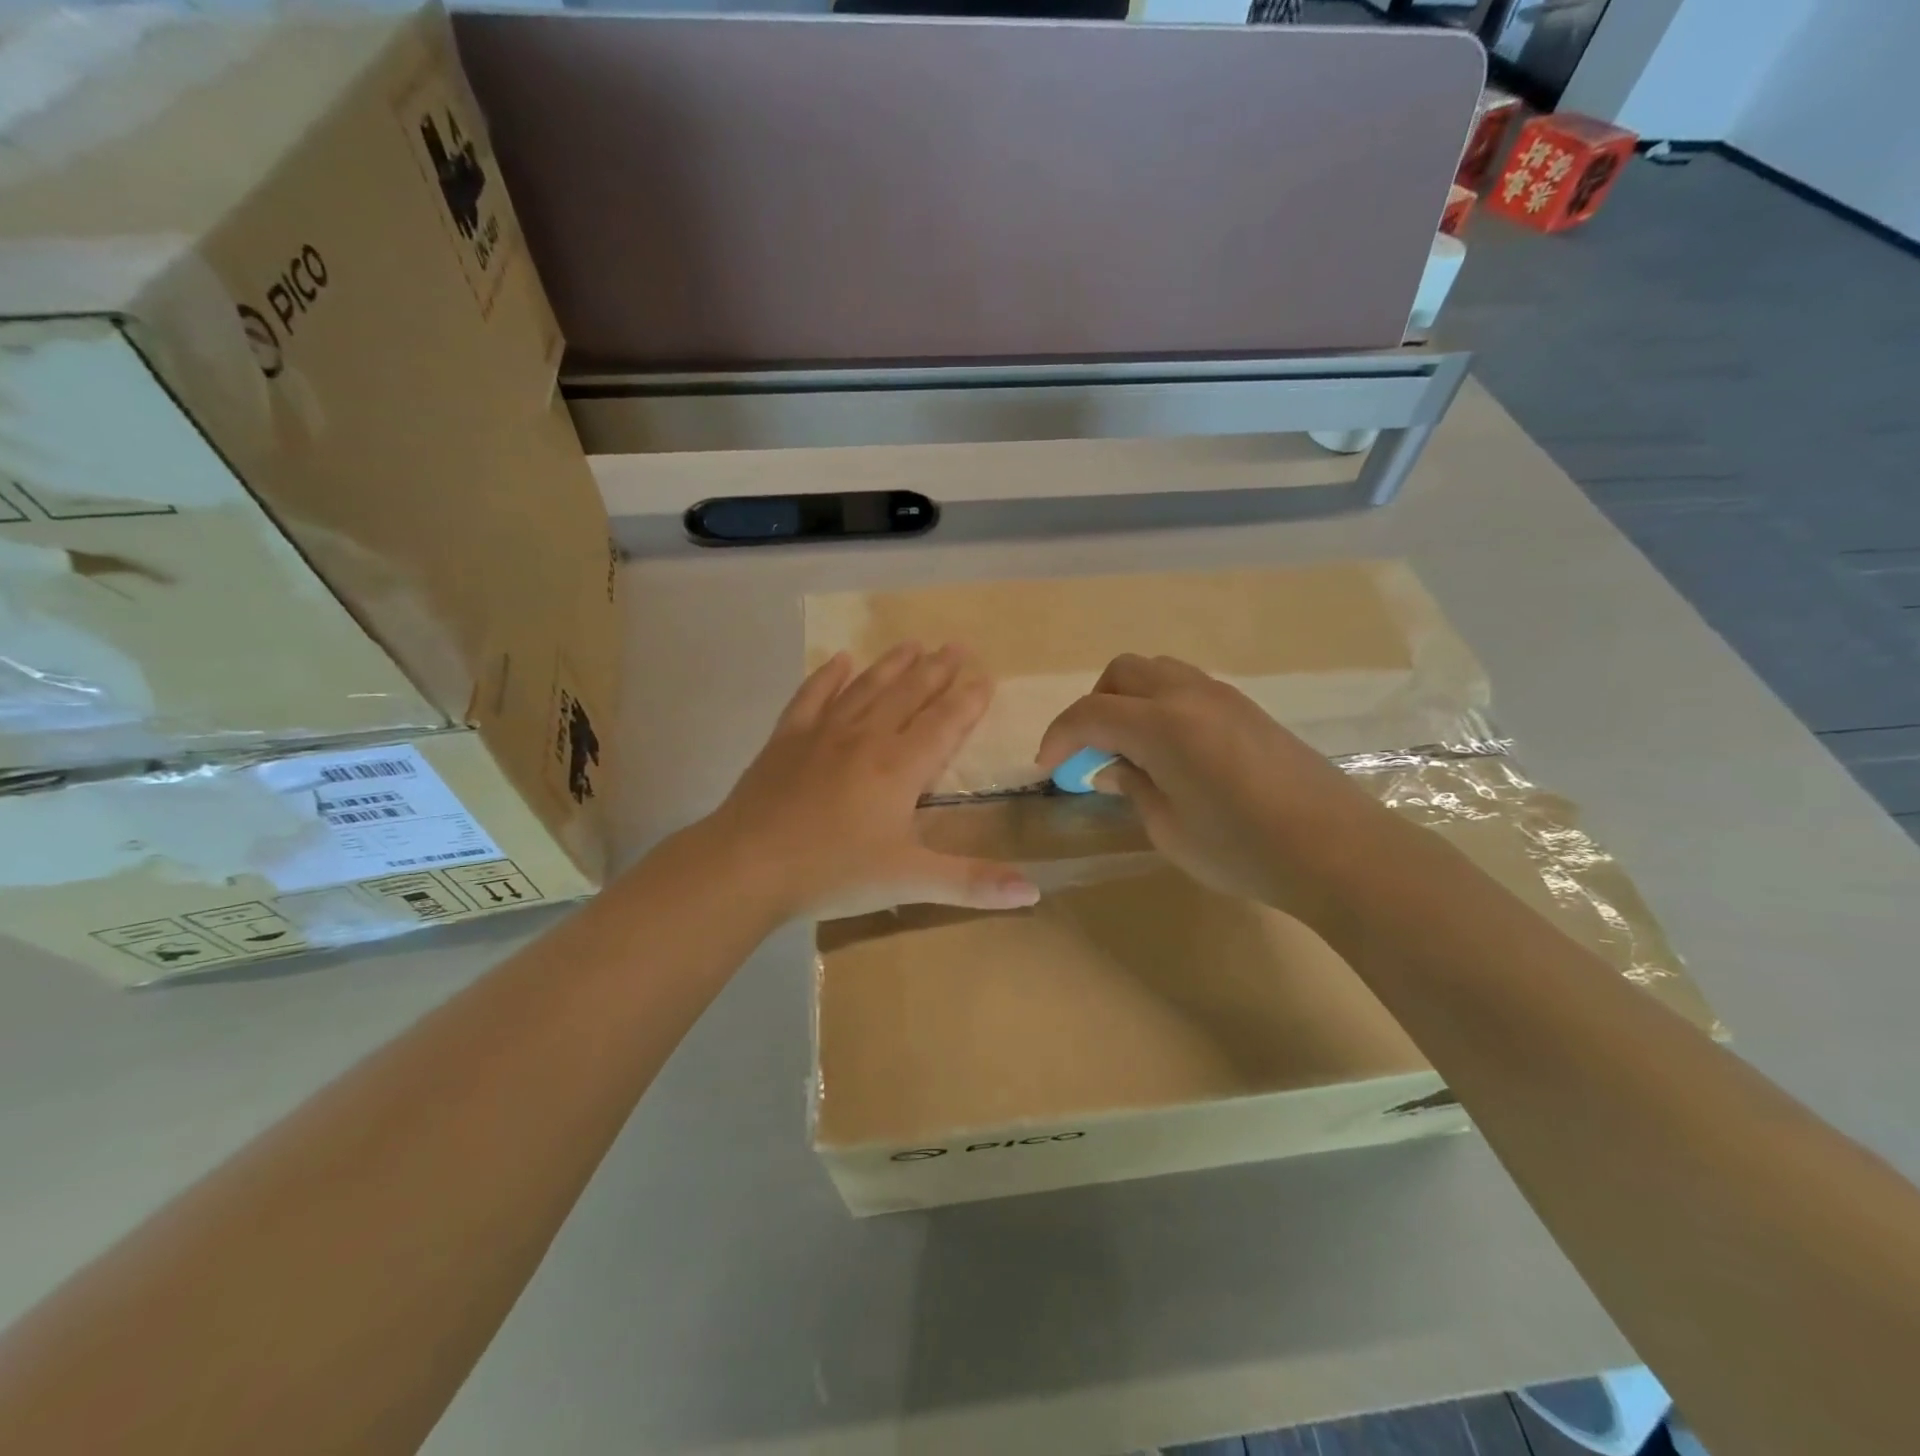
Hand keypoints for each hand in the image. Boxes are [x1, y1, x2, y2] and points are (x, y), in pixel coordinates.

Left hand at [703, 643, 1039, 921]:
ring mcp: (823, 732)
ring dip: (892, 664)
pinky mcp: (787, 738)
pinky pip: (813, 696)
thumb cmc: (833, 871)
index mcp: (900, 767)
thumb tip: (1035, 892)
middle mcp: (867, 737)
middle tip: (956, 646)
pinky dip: (828, 676)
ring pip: (867, 687)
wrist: (747, 865)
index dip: (968, 700)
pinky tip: (839, 659)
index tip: (986, 676)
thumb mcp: (909, 882)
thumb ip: (973, 883)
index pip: (944, 723)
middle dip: (936, 670)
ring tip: (913, 643)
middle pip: (909, 694)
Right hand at [1036, 654, 1389, 919]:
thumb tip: (1112, 765)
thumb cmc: (1243, 849)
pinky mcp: (1248, 708)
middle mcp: (1188, 695)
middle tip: (1090, 752)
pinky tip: (1171, 749)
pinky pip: (1186, 686)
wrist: (1339, 850)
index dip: (1059, 737)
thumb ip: (1132, 787)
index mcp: (1162, 725)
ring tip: (1129, 746)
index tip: (1046, 767)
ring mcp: (1223, 696)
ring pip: (1156, 671)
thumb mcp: (1169, 829)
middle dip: (1094, 707)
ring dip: (1128, 699)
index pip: (1091, 713)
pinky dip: (1160, 704)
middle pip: (1121, 673)